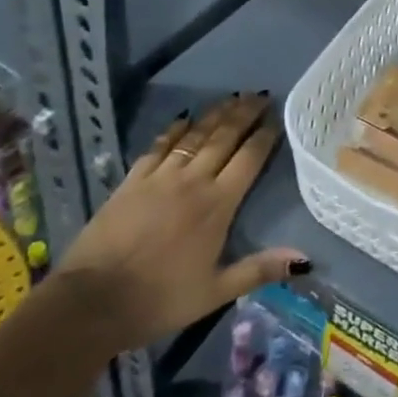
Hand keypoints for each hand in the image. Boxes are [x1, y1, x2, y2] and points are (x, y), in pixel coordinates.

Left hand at [54, 93, 307, 352]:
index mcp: (217, 205)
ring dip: (216, 114)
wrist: (92, 301)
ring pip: (195, 135)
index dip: (264, 136)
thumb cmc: (160, 299)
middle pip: (224, 137)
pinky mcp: (133, 180)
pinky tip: (184, 118)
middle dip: (244, 114)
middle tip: (259, 95)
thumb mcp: (215, 292)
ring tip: (232, 98)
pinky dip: (175, 129)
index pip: (249, 159)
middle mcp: (193, 181)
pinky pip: (160, 146)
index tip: (277, 117)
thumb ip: (259, 269)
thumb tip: (305, 260)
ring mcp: (160, 176)